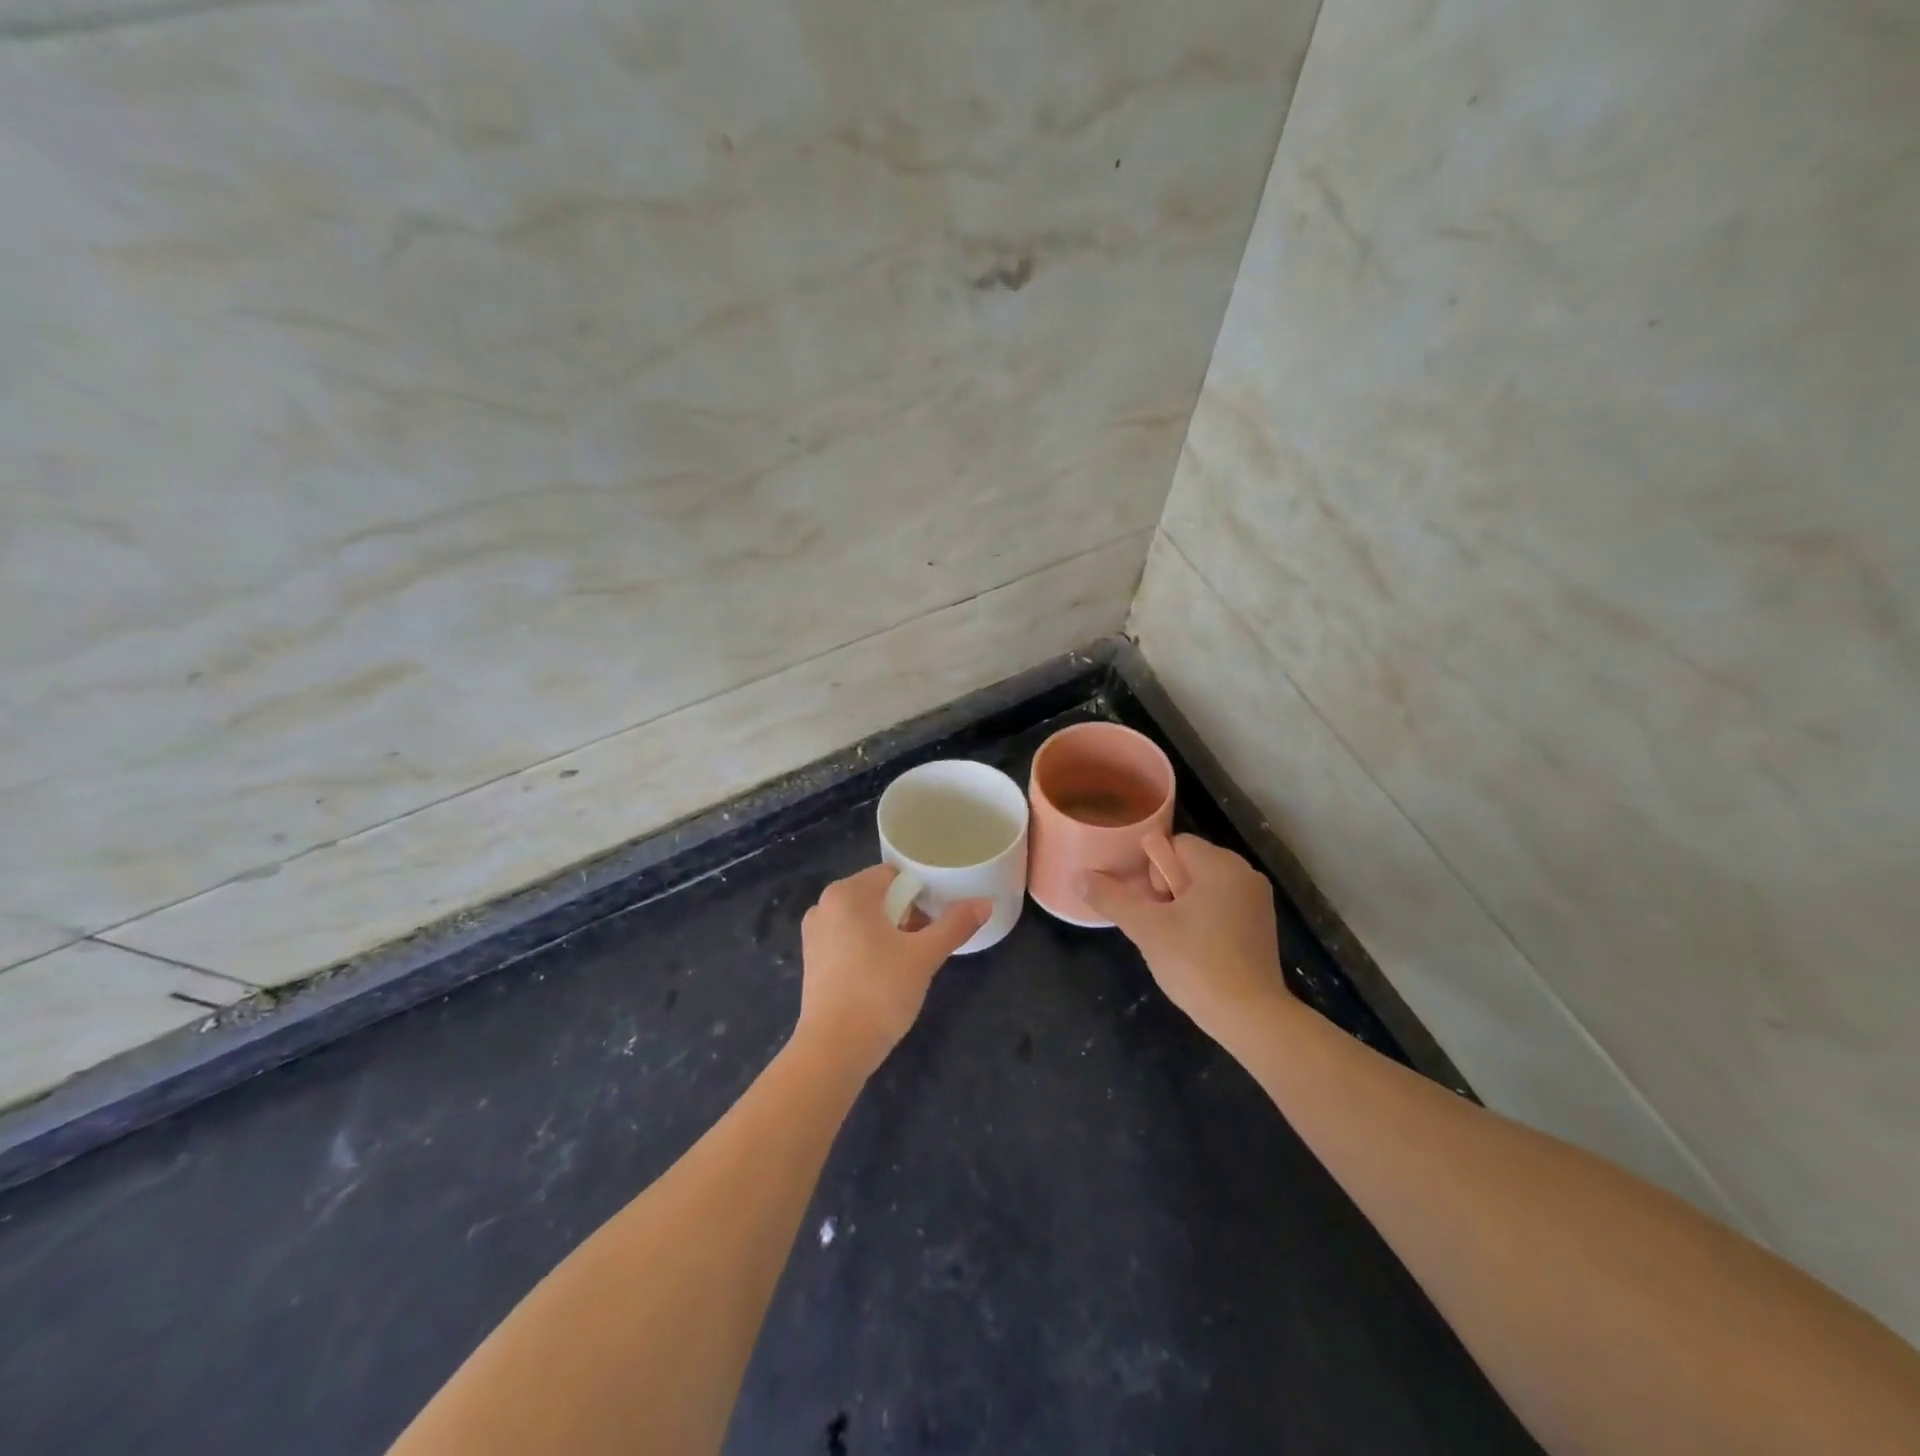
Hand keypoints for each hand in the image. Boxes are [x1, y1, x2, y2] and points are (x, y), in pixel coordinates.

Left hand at [795, 865, 989, 1077]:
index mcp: (847, 893)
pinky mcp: (812, 960)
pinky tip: (884, 974)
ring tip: (909, 960)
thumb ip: (955, 925)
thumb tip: (985, 903)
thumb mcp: (924, 956)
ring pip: (863, 919)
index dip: (921, 893)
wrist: (834, 1049)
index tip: (937, 918)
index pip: (894, 875)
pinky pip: (848, 939)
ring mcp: (814, 933)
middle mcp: (824, 905)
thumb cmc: (879, 992)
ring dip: (889, 931)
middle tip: (926, 942)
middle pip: (878, 896)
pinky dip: (868, 947)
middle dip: (906, 913)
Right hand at [1082, 834, 1287, 1038]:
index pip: (1173, 844)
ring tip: (1171, 938)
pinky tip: (1194, 948)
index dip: (1151, 870)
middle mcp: (1245, 874)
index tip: (1148, 903)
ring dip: (1182, 904)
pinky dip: (1203, 918)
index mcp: (1220, 864)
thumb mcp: (1146, 928)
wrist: (1250, 1018)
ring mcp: (1257, 901)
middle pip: (1189, 863)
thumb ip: (1111, 898)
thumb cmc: (1196, 963)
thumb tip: (1078, 876)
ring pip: (1204, 886)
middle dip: (1164, 887)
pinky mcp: (1261, 926)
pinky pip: (1222, 905)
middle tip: (1156, 923)